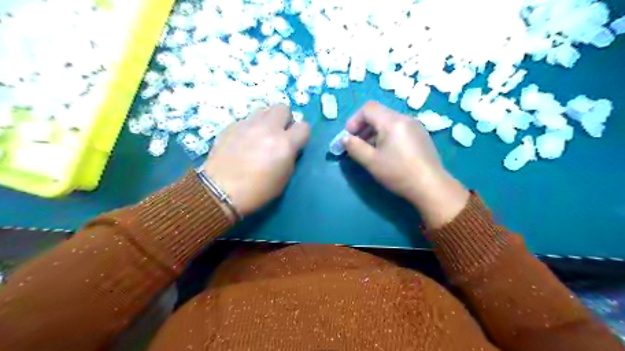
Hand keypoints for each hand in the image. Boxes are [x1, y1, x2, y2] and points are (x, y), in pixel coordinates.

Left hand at [202, 104, 309, 216]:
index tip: (295, 143)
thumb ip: (290, 157)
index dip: (302, 135)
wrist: (220, 191)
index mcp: (284, 144)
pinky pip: (246, 120)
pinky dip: (250, 128)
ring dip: (267, 121)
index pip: (304, 127)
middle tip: (279, 135)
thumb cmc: (257, 191)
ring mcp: (248, 125)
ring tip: (260, 136)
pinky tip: (243, 143)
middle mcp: (268, 128)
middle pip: (283, 108)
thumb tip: (289, 147)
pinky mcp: (231, 126)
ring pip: (264, 110)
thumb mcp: (284, 178)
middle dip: (284, 120)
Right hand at [342, 100, 468, 229]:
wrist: (431, 186)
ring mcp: (415, 126)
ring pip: (388, 121)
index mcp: (392, 121)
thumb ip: (354, 147)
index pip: (368, 108)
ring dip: (374, 132)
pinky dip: (386, 135)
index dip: (354, 120)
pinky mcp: (421, 135)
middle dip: (363, 127)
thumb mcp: (371, 161)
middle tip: (356, 144)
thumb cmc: (398, 172)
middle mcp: (405, 118)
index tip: (349, 137)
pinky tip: (386, 152)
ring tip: (369, 150)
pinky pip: (398, 128)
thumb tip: (345, 139)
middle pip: (378, 114)